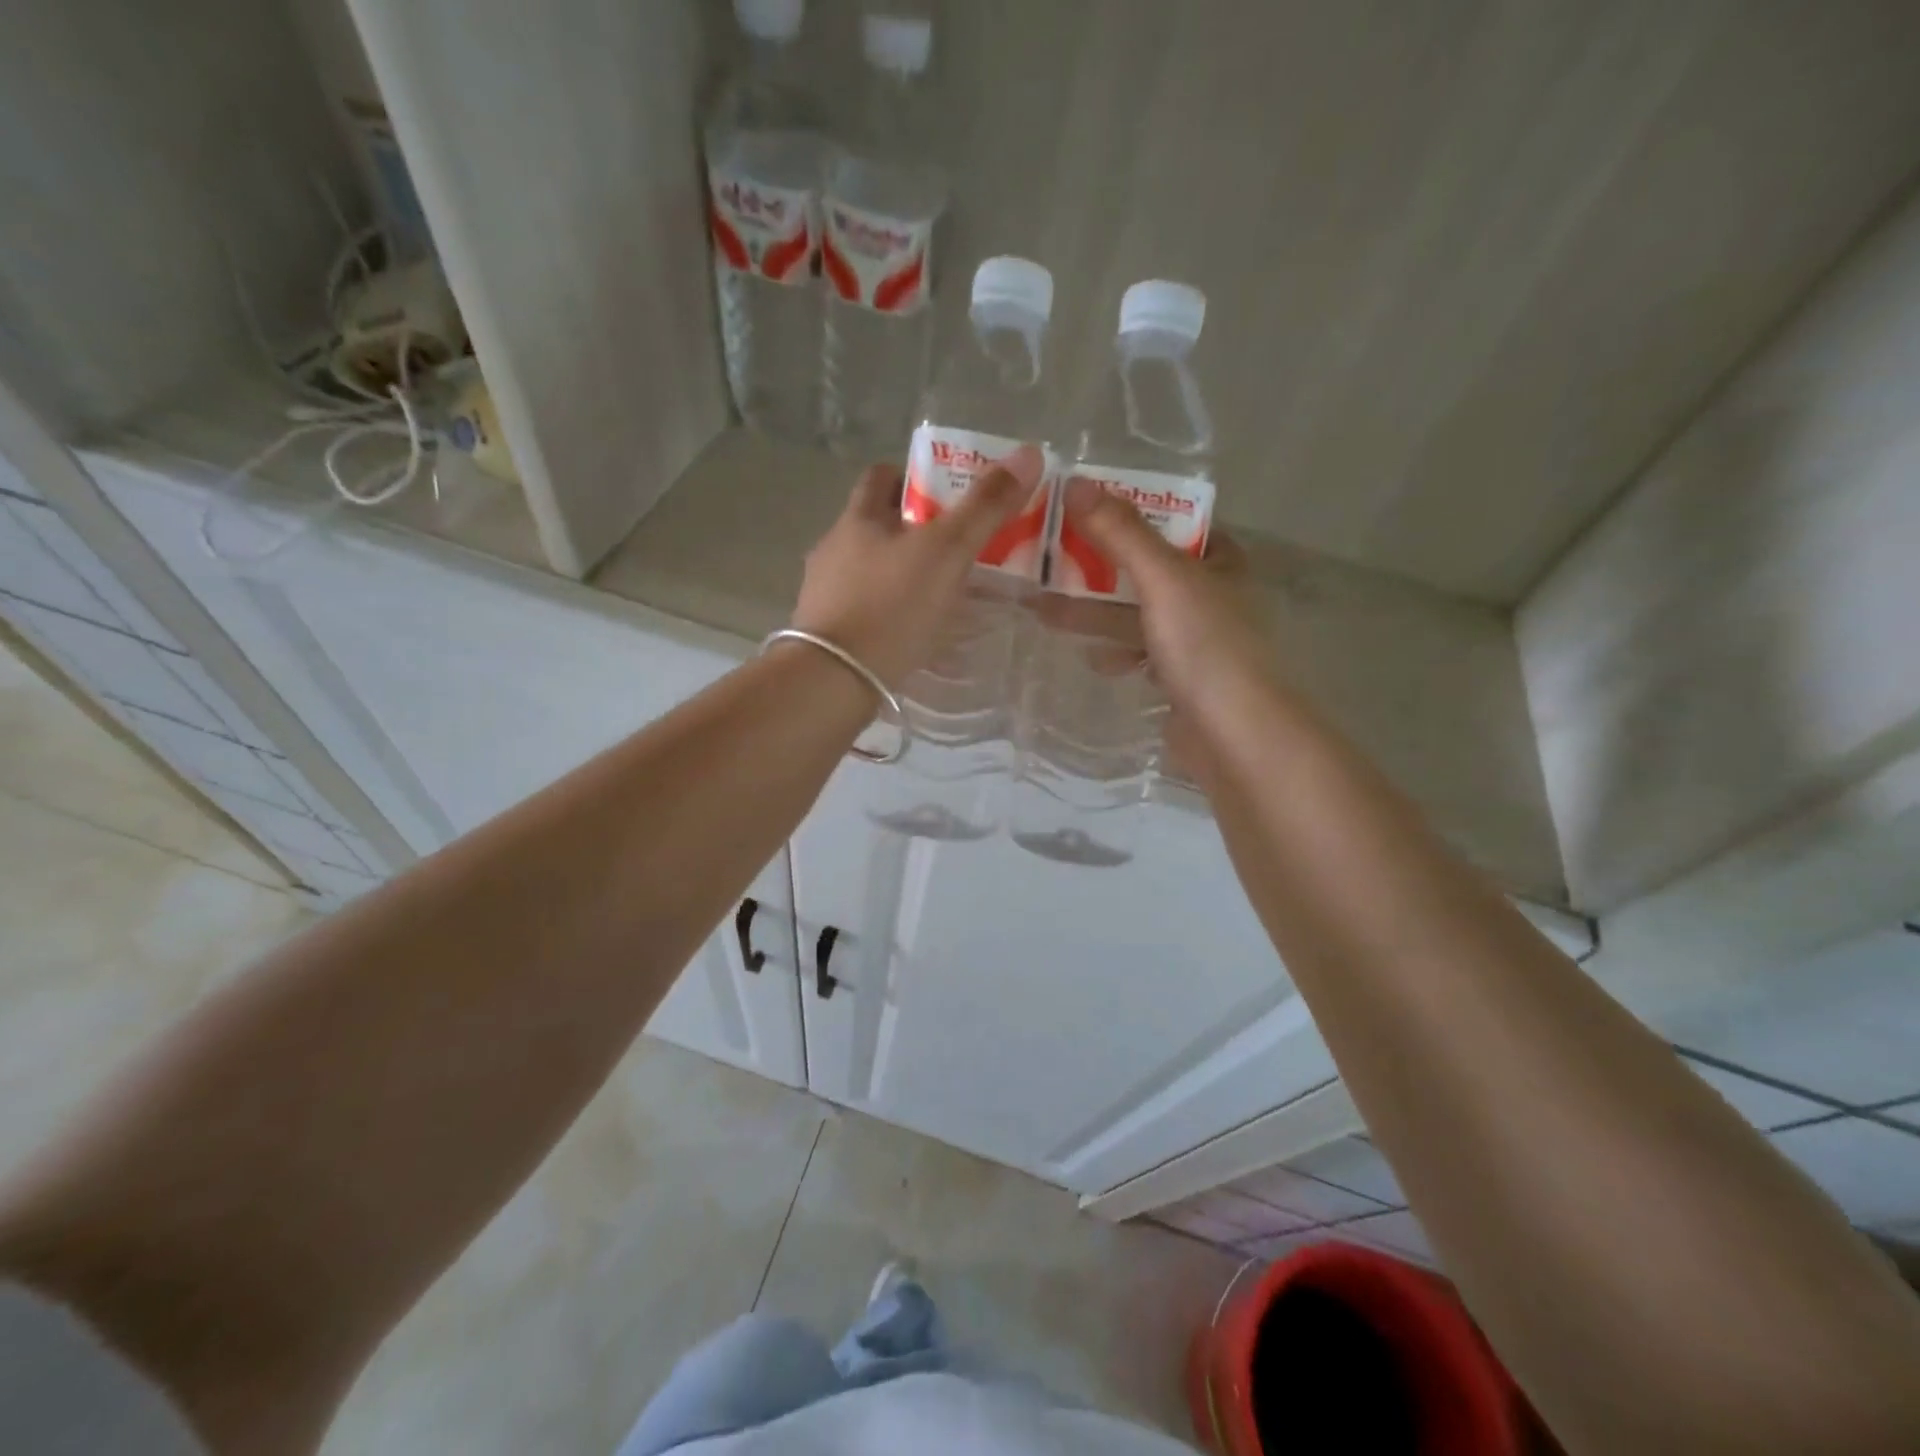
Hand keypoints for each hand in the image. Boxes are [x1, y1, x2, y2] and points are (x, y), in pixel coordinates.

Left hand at [792, 446, 1041, 686]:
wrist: (835, 678)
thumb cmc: (892, 605)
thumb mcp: (947, 551)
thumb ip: (985, 506)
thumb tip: (1029, 453)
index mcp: (858, 517)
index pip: (883, 476)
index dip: (916, 477)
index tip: (949, 497)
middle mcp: (835, 547)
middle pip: (878, 524)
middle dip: (915, 530)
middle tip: (957, 548)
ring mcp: (825, 591)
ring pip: (871, 568)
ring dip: (902, 573)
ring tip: (941, 592)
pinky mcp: (828, 631)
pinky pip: (865, 608)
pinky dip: (890, 610)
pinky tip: (914, 631)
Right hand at [1056, 477, 1276, 717]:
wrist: (1234, 735)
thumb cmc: (1205, 646)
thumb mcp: (1162, 579)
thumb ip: (1121, 533)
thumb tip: (1076, 482)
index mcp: (1221, 562)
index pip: (1172, 524)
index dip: (1129, 514)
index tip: (1081, 511)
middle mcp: (1213, 596)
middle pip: (1147, 570)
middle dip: (1099, 567)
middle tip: (1049, 561)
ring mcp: (1198, 641)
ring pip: (1139, 615)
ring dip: (1097, 613)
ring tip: (1047, 612)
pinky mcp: (1182, 680)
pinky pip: (1141, 654)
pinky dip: (1116, 653)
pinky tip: (1094, 659)